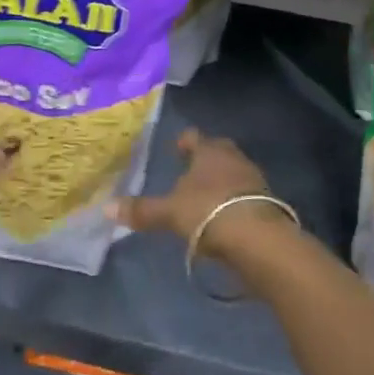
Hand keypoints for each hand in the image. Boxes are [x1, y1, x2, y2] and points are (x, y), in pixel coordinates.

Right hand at [108, 128, 291, 258]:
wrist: (257, 237)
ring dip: (222, 180)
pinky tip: (224, 215)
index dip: (184, 141)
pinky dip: (234, 200)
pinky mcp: (267, 201)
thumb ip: (142, 210)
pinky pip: (245, 194)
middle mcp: (233, 157)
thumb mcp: (170, 213)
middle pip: (218, 151)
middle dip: (206, 159)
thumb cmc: (208, 212)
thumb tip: (107, 207)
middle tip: (191, 171)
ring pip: (233, 171)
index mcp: (209, 150)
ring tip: (206, 196)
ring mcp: (253, 177)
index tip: (177, 147)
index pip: (193, 136)